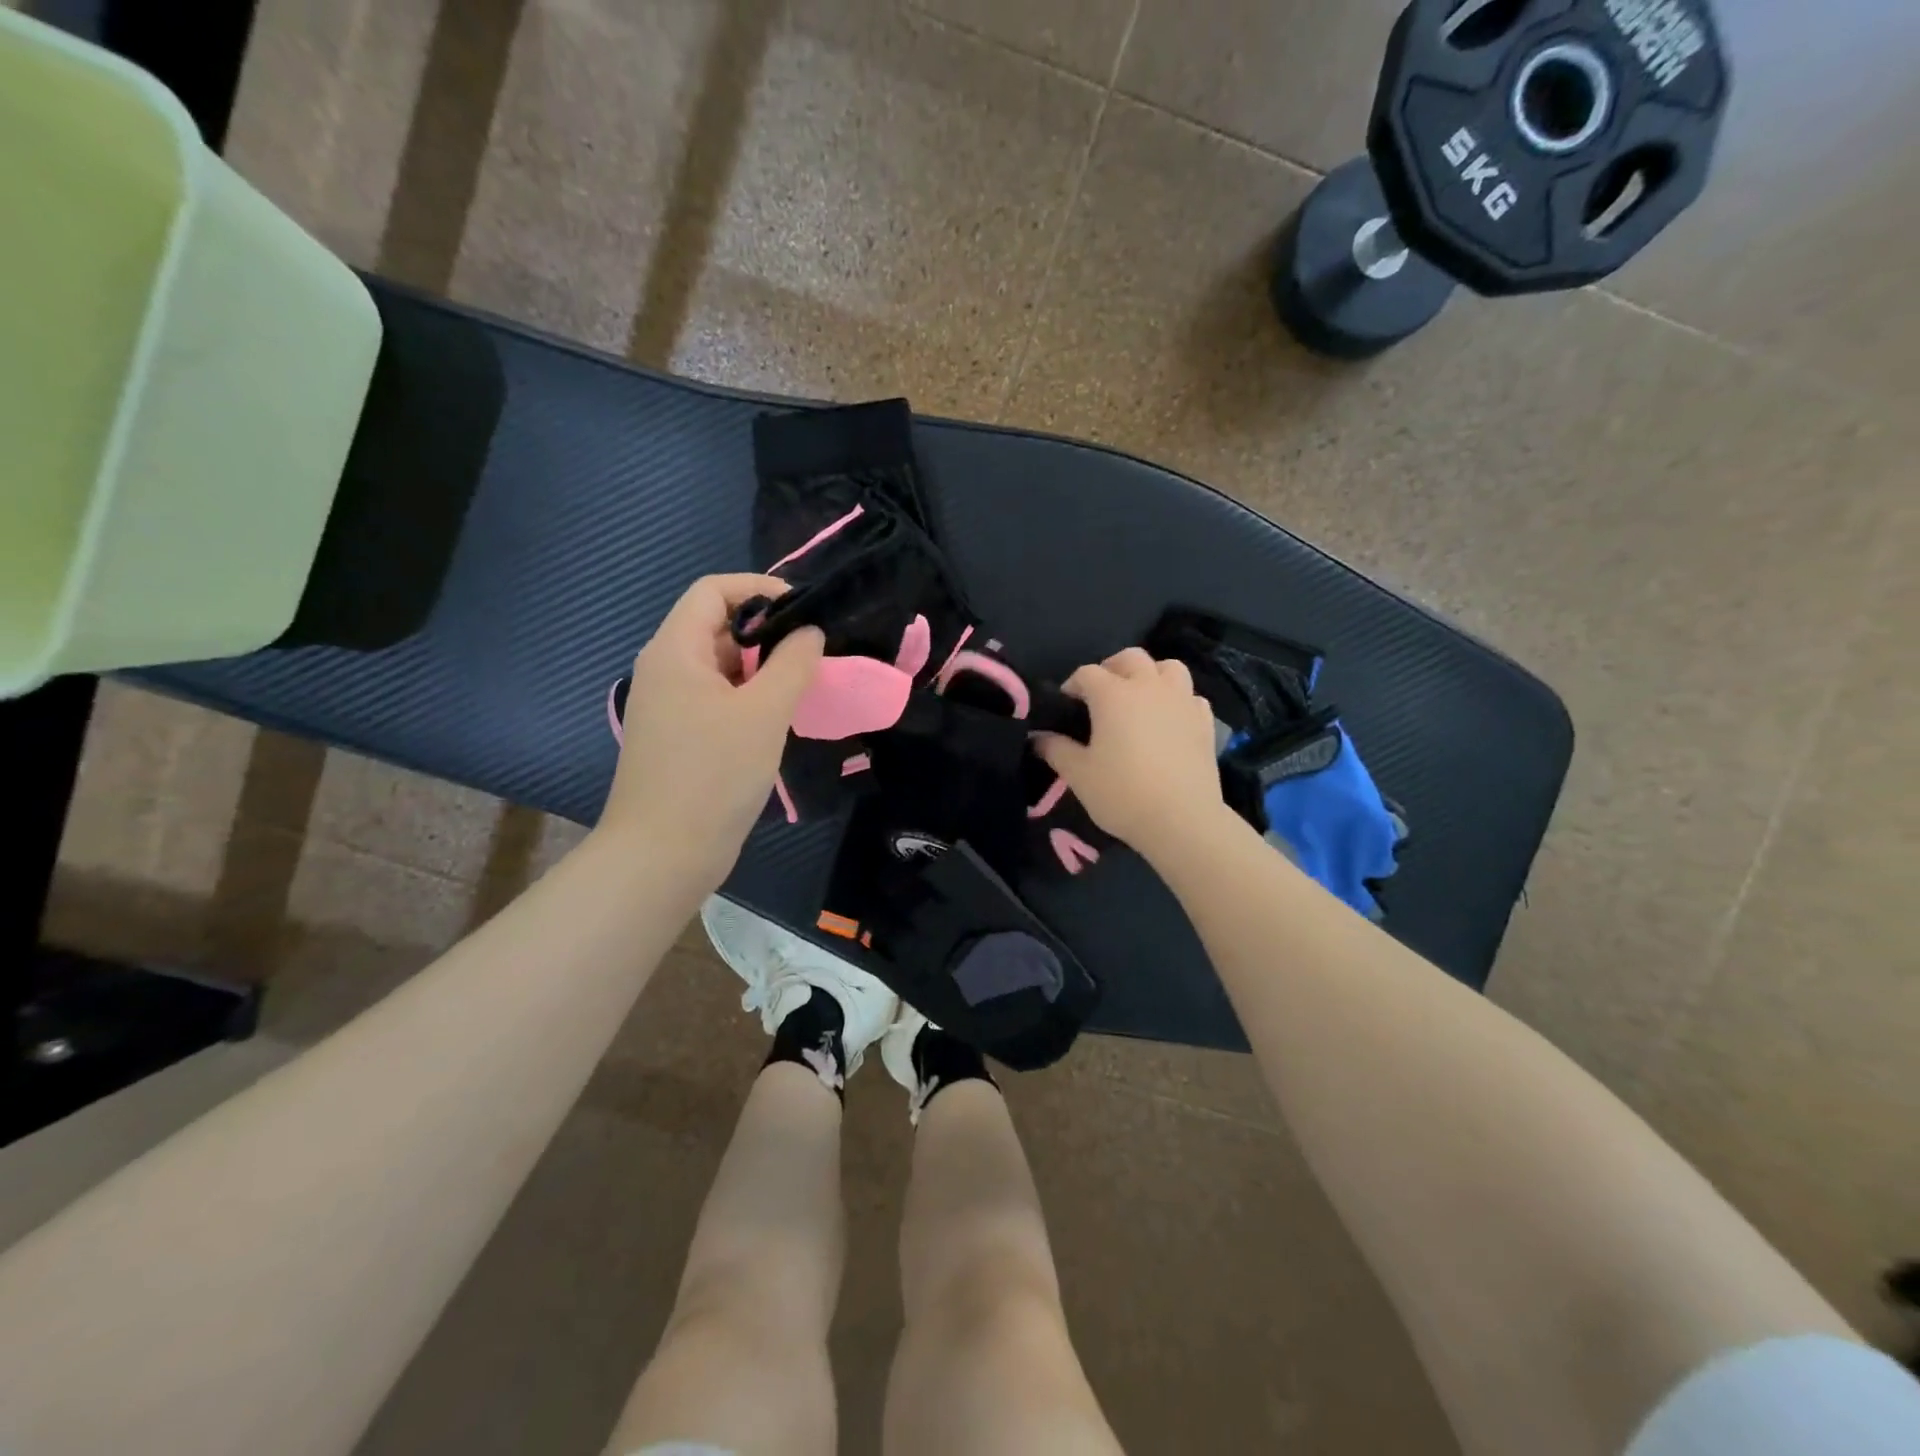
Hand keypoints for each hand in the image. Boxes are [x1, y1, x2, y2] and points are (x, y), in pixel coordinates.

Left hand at [600, 574, 823, 884]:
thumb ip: (792, 663)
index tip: (804, 608)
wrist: (664, 853)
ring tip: (803, 684)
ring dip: (761, 668)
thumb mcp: (764, 712)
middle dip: (767, 632)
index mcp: (675, 650)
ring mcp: (669, 705)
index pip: (713, 590)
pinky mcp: (678, 736)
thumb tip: (809, 632)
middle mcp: (665, 669)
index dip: (760, 588)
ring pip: (720, 666)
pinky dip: (749, 696)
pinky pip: (717, 698)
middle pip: (717, 626)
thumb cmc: (714, 774)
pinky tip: (778, 718)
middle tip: (813, 652)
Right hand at [1035, 648, 1228, 860]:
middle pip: (1131, 658)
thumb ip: (1055, 749)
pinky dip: (1177, 700)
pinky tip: (1169, 720)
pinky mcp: (1205, 721)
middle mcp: (1149, 687)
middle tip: (1101, 694)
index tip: (1066, 706)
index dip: (1073, 685)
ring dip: (1151, 675)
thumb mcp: (1078, 774)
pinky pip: (1190, 696)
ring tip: (1140, 699)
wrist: (1182, 820)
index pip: (1087, 673)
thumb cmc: (1122, 793)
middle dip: (1112, 668)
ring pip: (1168, 668)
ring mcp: (1182, 701)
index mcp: (1113, 694)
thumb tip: (1038, 737)